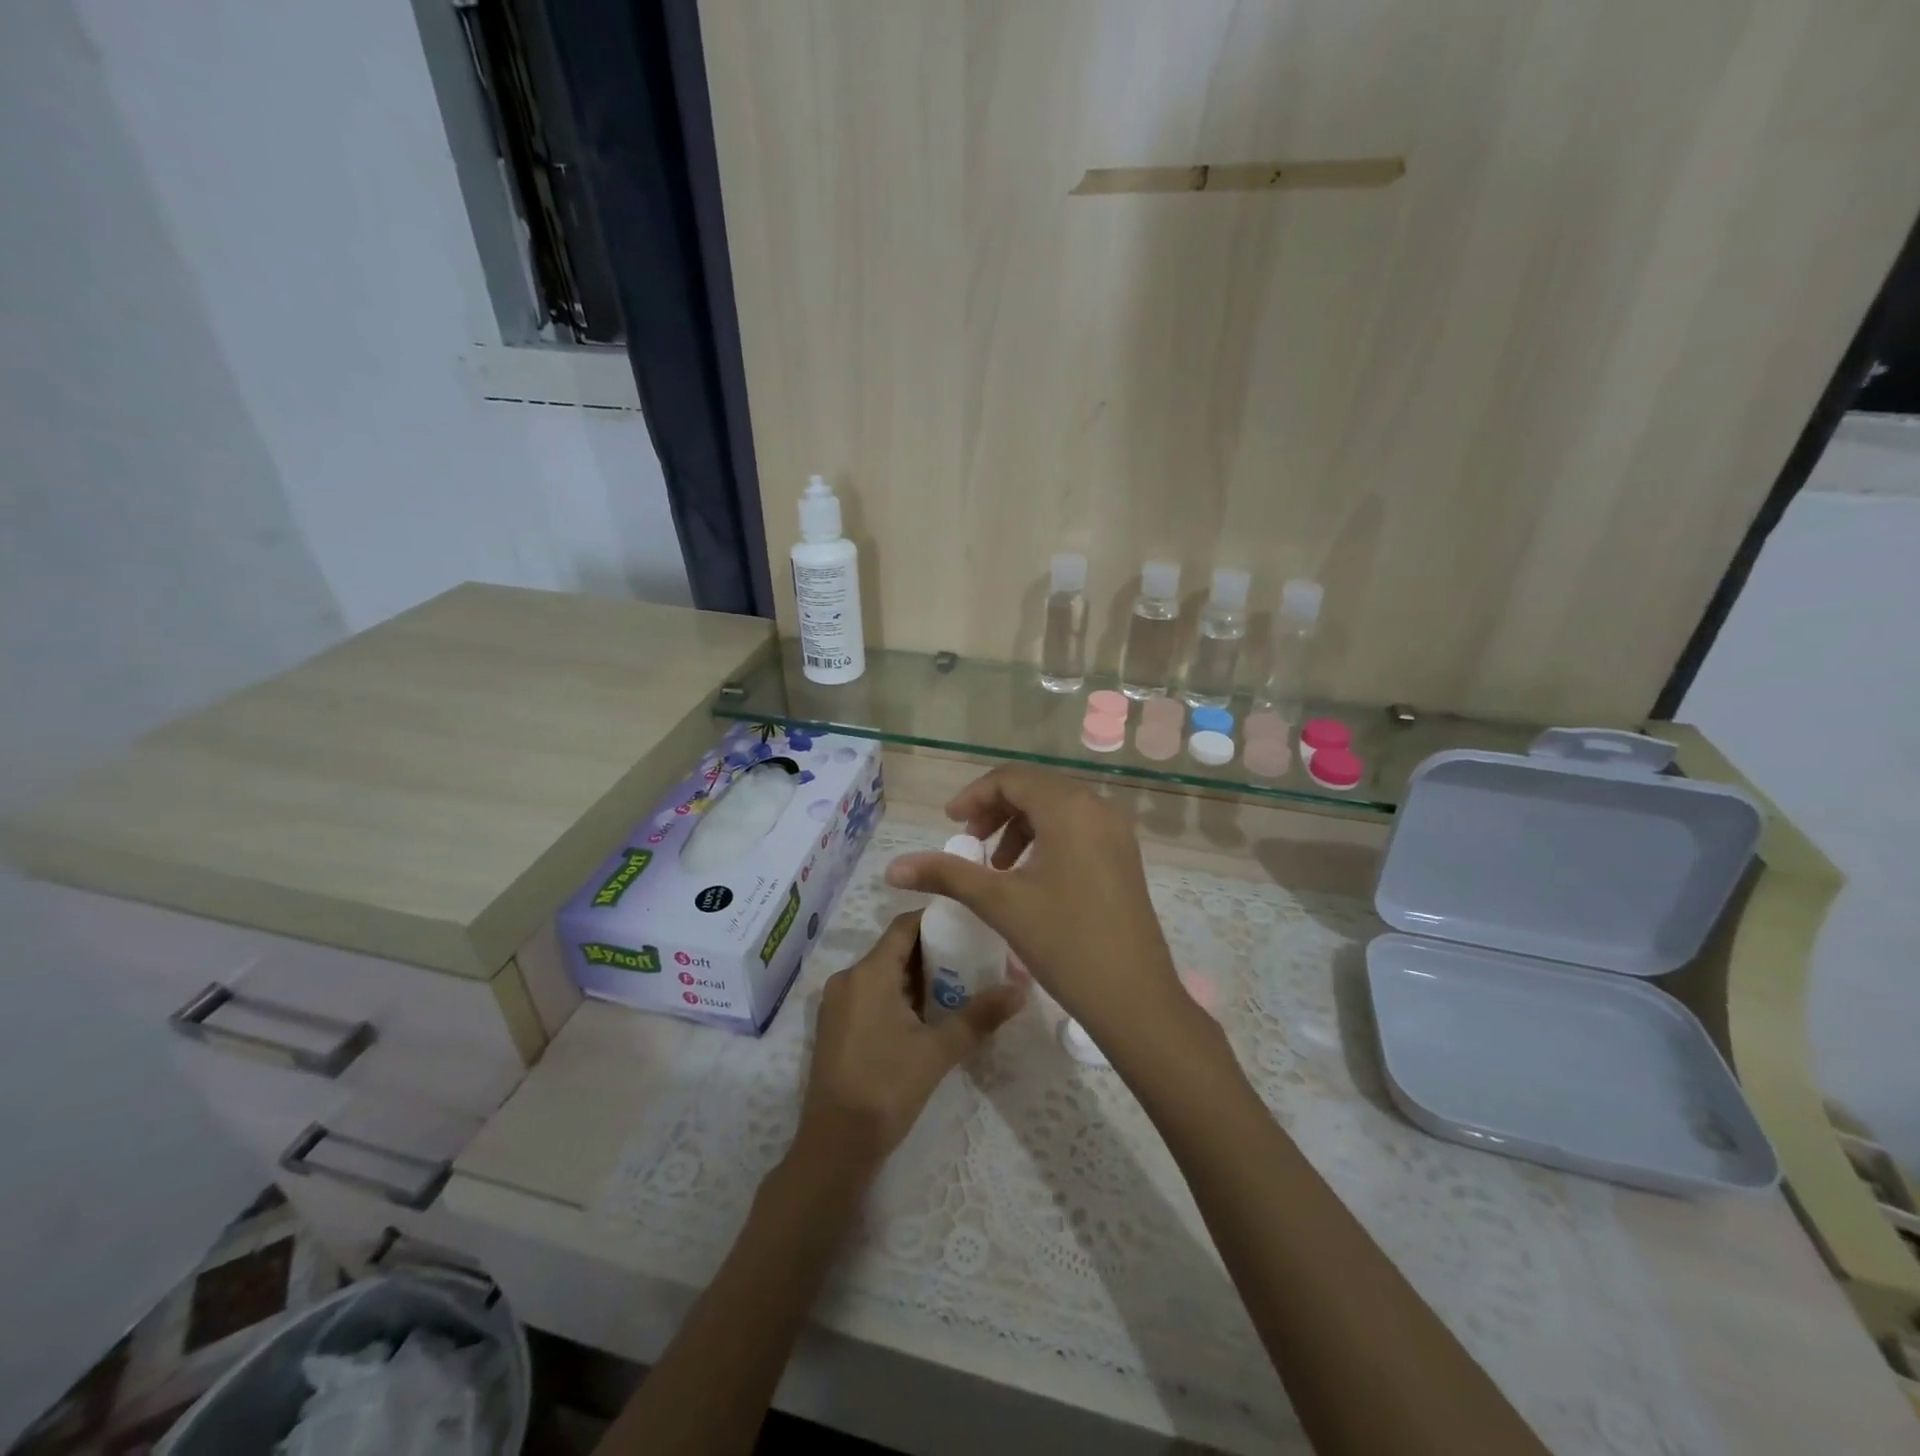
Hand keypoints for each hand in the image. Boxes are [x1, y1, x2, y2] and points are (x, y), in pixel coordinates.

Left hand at [795, 911, 1026, 1178]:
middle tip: (975, 957)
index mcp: (869, 972)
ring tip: (960, 984)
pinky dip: (900, 995)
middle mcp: (848, 978)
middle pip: (895, 948)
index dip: (937, 920)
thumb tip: (1021, 989)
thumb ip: (979, 1016)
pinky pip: (872, 994)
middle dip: (934, 951)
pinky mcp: (836, 1026)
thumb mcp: (938, 1051)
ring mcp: (838, 1003)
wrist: (835, 1147)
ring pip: (884, 973)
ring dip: (919, 976)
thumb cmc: (886, 1088)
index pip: (905, 925)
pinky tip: (929, 1014)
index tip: (971, 924)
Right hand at [884, 766, 1184, 1044]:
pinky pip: (1077, 828)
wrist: (1134, 997)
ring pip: (1056, 808)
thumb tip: (893, 867)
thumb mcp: (999, 902)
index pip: (1011, 778)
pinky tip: (1029, 877)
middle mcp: (1097, 807)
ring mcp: (1116, 832)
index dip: (974, 796)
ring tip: (996, 865)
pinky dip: (1045, 839)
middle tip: (969, 842)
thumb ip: (945, 874)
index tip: (949, 824)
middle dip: (995, 810)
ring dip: (1019, 826)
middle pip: (1035, 788)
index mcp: (1068, 807)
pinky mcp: (1123, 856)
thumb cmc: (1064, 941)